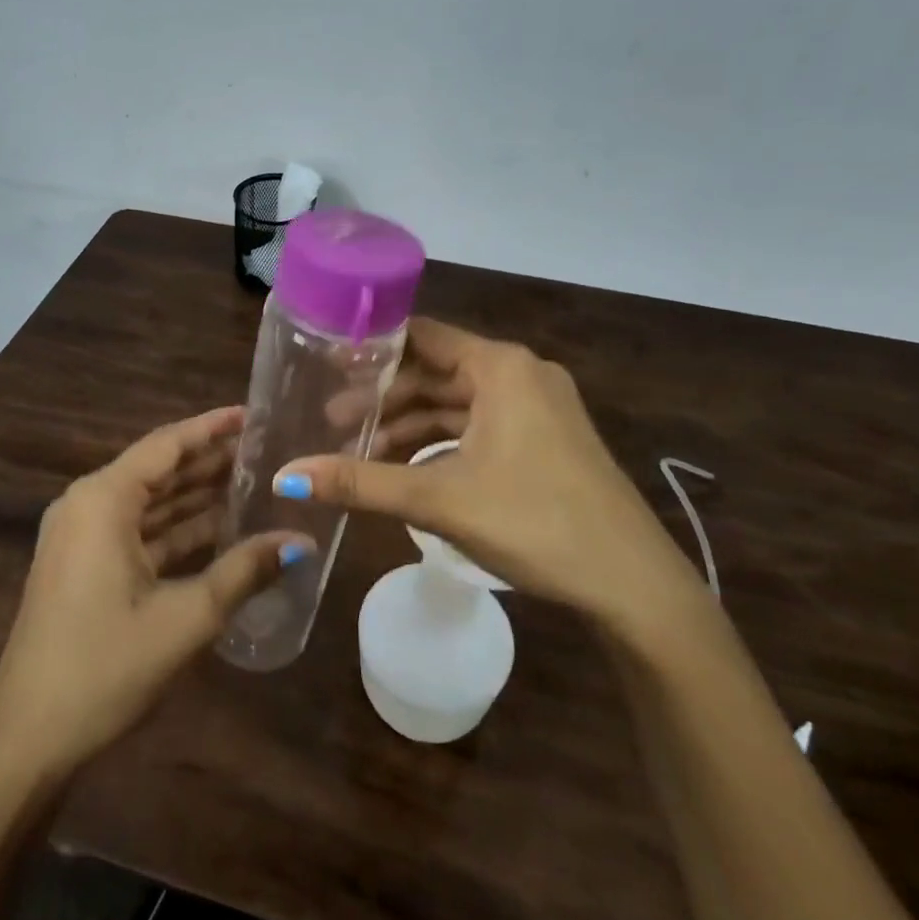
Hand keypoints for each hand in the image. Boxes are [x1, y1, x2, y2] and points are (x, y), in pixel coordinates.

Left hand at [0, 407, 308, 772]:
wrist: (28, 738)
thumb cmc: (105, 666)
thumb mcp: (186, 617)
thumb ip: (245, 571)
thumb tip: (301, 543)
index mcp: (103, 500)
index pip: (166, 445)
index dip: (212, 428)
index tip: (254, 414)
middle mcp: (87, 505)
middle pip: (158, 470)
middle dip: (210, 460)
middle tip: (265, 448)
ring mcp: (82, 537)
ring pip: (150, 503)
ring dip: (196, 495)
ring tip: (252, 481)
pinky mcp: (84, 566)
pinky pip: (138, 532)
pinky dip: (177, 529)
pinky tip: (220, 528)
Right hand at [279, 319, 704, 627]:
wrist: (632, 584)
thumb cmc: (534, 522)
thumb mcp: (439, 499)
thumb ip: (361, 483)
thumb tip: (286, 475)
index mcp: (501, 367)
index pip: (422, 335)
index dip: (373, 349)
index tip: (327, 364)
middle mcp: (521, 375)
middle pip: (436, 371)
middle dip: (385, 398)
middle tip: (332, 421)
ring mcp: (539, 408)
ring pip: (458, 403)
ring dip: (411, 424)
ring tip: (362, 450)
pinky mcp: (546, 441)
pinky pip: (480, 426)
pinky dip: (442, 442)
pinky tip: (409, 469)